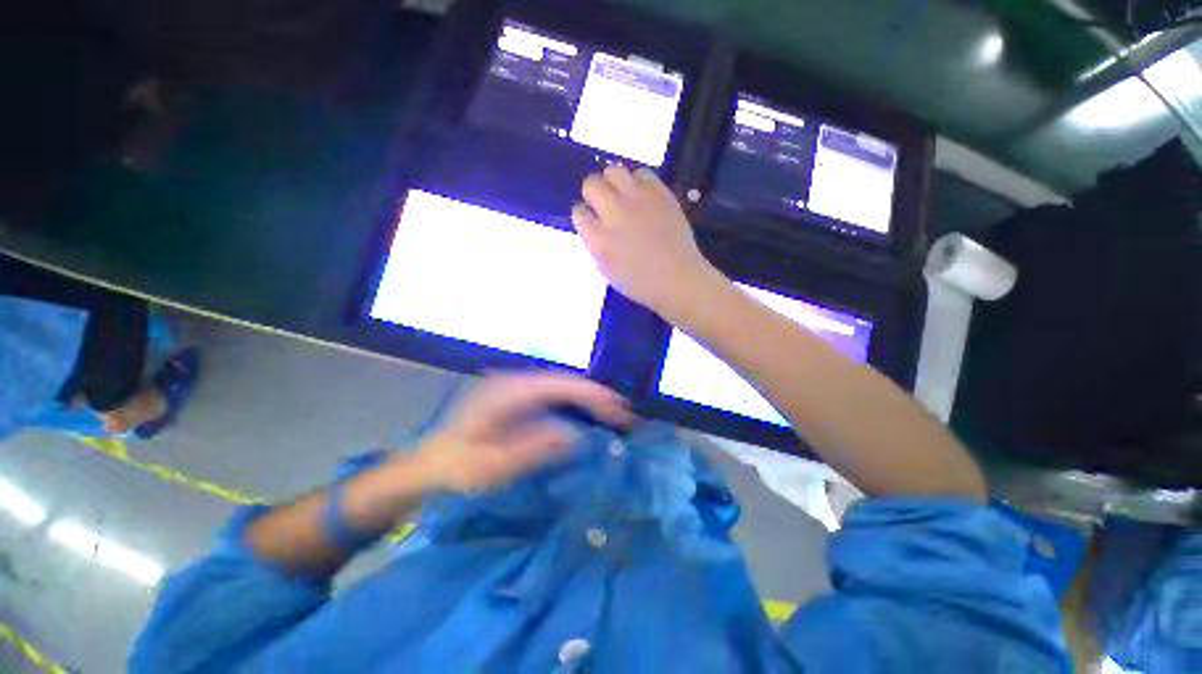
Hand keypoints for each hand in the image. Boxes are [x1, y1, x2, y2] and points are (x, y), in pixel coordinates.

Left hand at [412, 372, 633, 492]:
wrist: (426, 466)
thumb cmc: (456, 469)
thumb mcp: (494, 467)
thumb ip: (536, 448)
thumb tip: (577, 435)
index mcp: (508, 392)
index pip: (561, 385)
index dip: (593, 395)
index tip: (619, 410)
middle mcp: (513, 381)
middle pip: (564, 382)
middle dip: (596, 395)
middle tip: (624, 414)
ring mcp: (513, 387)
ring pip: (560, 386)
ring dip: (586, 398)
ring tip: (612, 413)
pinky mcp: (514, 397)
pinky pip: (551, 394)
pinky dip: (573, 403)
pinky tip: (585, 414)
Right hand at [572, 166, 718, 315]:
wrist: (678, 278)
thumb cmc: (640, 282)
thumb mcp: (606, 269)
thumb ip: (594, 243)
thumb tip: (592, 223)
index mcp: (599, 238)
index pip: (579, 212)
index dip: (584, 215)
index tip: (592, 220)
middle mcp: (615, 213)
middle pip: (592, 183)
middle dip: (594, 192)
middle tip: (604, 204)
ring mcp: (639, 200)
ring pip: (614, 170)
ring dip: (614, 183)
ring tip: (623, 197)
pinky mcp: (660, 193)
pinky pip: (642, 173)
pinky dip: (638, 182)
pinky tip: (642, 196)